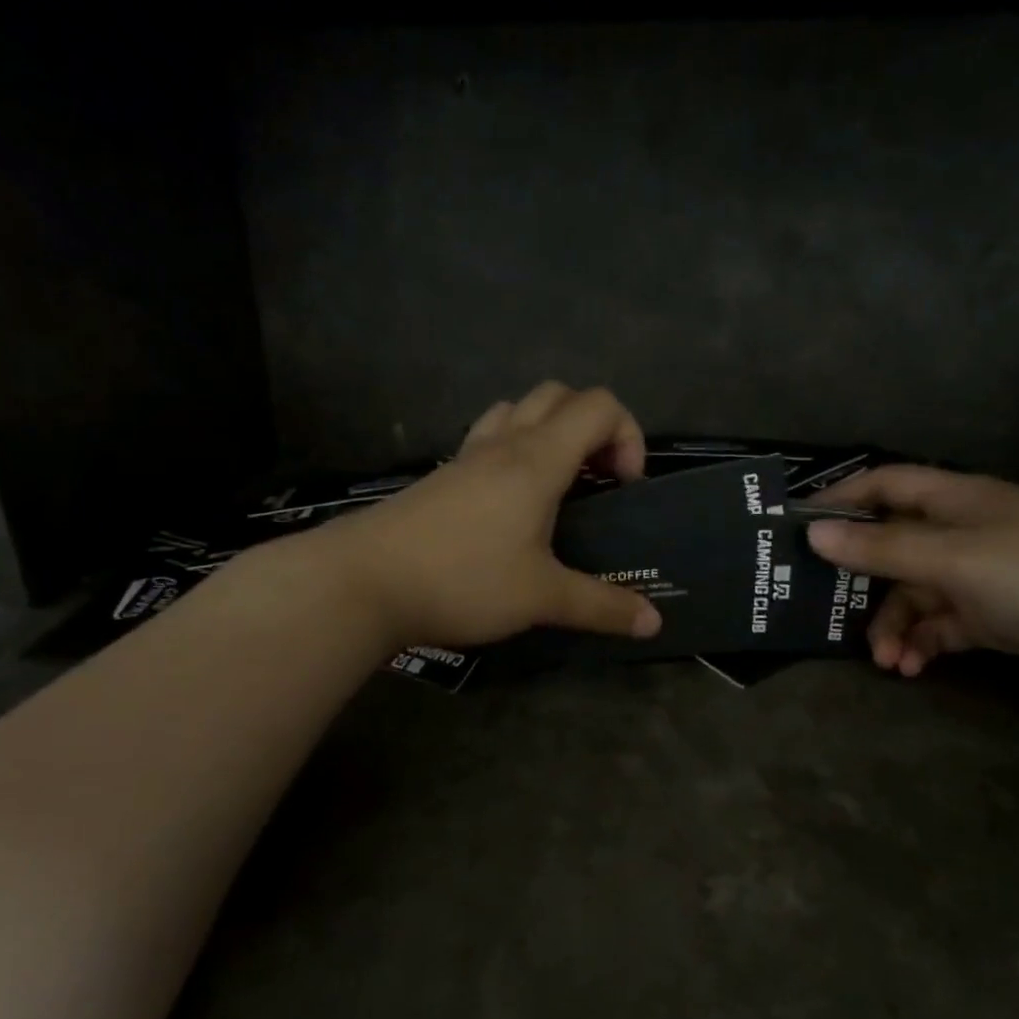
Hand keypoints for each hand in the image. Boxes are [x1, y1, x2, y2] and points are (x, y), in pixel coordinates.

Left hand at [262, 383, 663, 648]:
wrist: (364, 581)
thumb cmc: (463, 579)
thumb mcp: (541, 597)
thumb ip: (601, 606)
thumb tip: (654, 623)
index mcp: (537, 459)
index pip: (598, 405)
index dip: (627, 434)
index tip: (624, 486)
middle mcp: (504, 444)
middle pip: (559, 395)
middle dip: (593, 426)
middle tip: (598, 480)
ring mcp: (466, 456)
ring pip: (517, 410)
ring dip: (549, 431)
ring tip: (556, 485)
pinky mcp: (441, 476)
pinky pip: (487, 438)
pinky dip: (513, 450)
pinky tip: (509, 505)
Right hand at [806, 466, 1018, 694]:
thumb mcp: (953, 561)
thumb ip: (882, 549)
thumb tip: (814, 534)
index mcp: (956, 500)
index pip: (884, 485)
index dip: (840, 500)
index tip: (797, 527)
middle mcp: (965, 530)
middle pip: (893, 546)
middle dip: (863, 581)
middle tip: (827, 610)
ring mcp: (982, 574)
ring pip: (915, 592)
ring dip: (894, 624)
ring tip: (885, 661)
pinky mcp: (997, 615)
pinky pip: (942, 624)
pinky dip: (923, 643)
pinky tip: (912, 668)